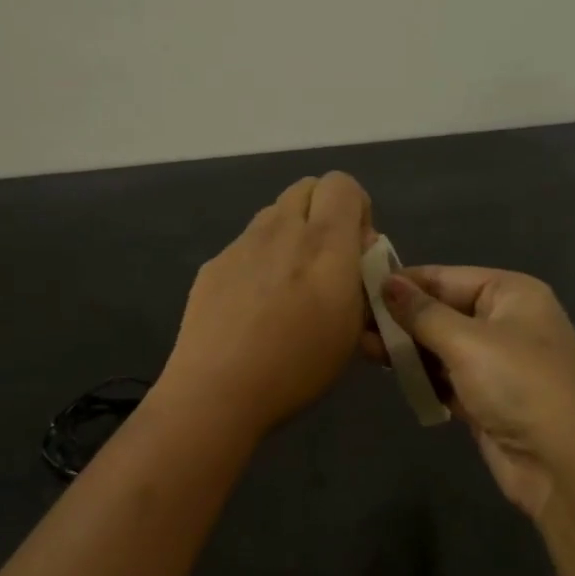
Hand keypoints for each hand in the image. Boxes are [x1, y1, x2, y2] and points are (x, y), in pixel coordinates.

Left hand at [158, 172, 373, 440]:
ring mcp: (241, 245)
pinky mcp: (213, 264)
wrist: (217, 390)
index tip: (356, 250)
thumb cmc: (296, 367)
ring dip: (290, 234)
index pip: (342, 184)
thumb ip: (361, 282)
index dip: (355, 208)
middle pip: (306, 188)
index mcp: (323, 243)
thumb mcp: (351, 331)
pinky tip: (253, 306)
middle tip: (326, 261)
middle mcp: (281, 231)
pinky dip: (260, 260)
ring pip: (274, 215)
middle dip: (323, 213)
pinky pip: (246, 245)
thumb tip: (356, 255)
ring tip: (288, 286)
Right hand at [376, 266, 574, 518]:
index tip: (357, 286)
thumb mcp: (467, 341)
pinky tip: (388, 373)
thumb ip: (421, 312)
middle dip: (400, 318)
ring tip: (361, 348)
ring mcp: (497, 363)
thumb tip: (385, 281)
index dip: (403, 282)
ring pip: (440, 347)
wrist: (566, 464)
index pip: (445, 277)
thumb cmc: (519, 385)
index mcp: (511, 293)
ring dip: (406, 348)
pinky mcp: (486, 398)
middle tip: (351, 321)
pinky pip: (445, 378)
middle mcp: (505, 322)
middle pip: (441, 311)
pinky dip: (421, 376)